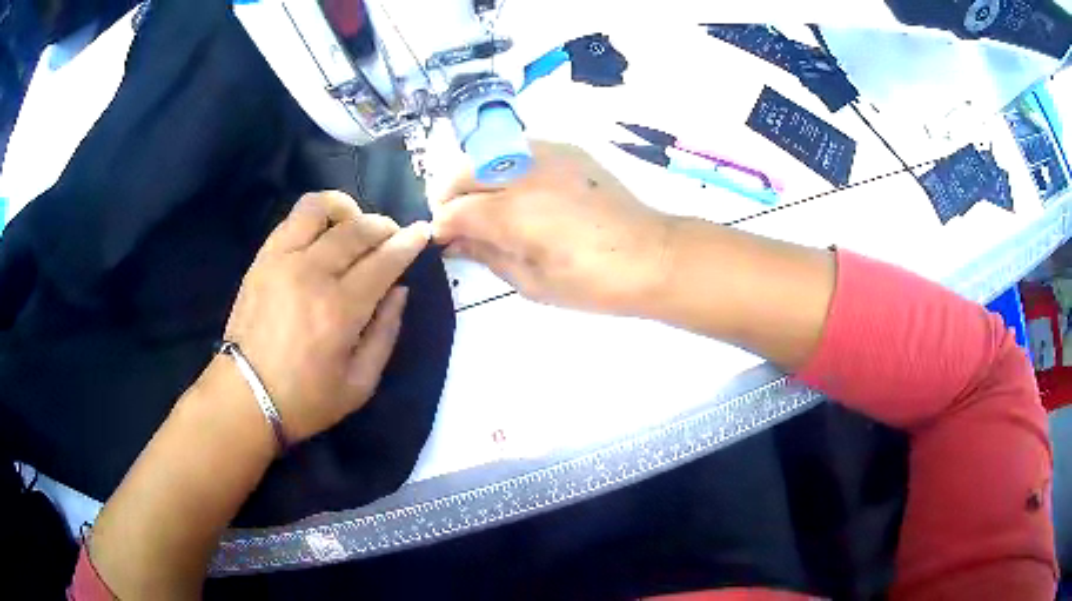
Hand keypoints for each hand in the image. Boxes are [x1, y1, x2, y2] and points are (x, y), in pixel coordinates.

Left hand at [223, 191, 429, 441]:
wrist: (245, 397)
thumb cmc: (305, 399)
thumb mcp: (360, 384)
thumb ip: (385, 333)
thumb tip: (399, 291)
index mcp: (339, 309)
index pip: (383, 260)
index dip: (408, 243)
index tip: (422, 232)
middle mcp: (311, 273)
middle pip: (356, 229)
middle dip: (383, 226)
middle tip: (392, 236)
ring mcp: (282, 260)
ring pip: (319, 208)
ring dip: (345, 208)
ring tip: (354, 223)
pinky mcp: (262, 259)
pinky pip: (292, 219)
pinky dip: (316, 218)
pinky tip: (323, 235)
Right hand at [432, 141, 673, 314]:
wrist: (652, 255)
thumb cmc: (591, 282)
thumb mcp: (531, 282)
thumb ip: (486, 255)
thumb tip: (455, 241)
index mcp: (511, 212)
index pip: (454, 211)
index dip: (441, 228)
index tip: (442, 242)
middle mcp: (522, 171)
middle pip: (462, 173)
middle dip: (450, 199)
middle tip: (459, 226)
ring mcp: (546, 154)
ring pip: (487, 155)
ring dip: (475, 179)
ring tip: (487, 207)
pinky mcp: (567, 149)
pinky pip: (518, 151)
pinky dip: (505, 168)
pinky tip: (520, 192)